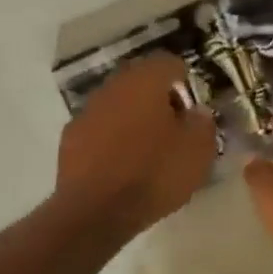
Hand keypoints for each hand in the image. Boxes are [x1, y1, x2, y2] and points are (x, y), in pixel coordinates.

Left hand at [56, 53, 217, 236]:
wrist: (96, 211)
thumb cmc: (154, 174)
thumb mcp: (197, 152)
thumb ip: (202, 123)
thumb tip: (196, 112)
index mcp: (145, 81)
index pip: (169, 63)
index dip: (185, 82)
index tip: (192, 109)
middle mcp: (113, 86)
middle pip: (140, 81)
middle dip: (158, 98)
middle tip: (173, 127)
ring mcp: (87, 110)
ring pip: (117, 104)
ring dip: (133, 118)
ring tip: (148, 148)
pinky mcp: (70, 138)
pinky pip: (99, 128)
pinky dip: (112, 138)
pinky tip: (122, 164)